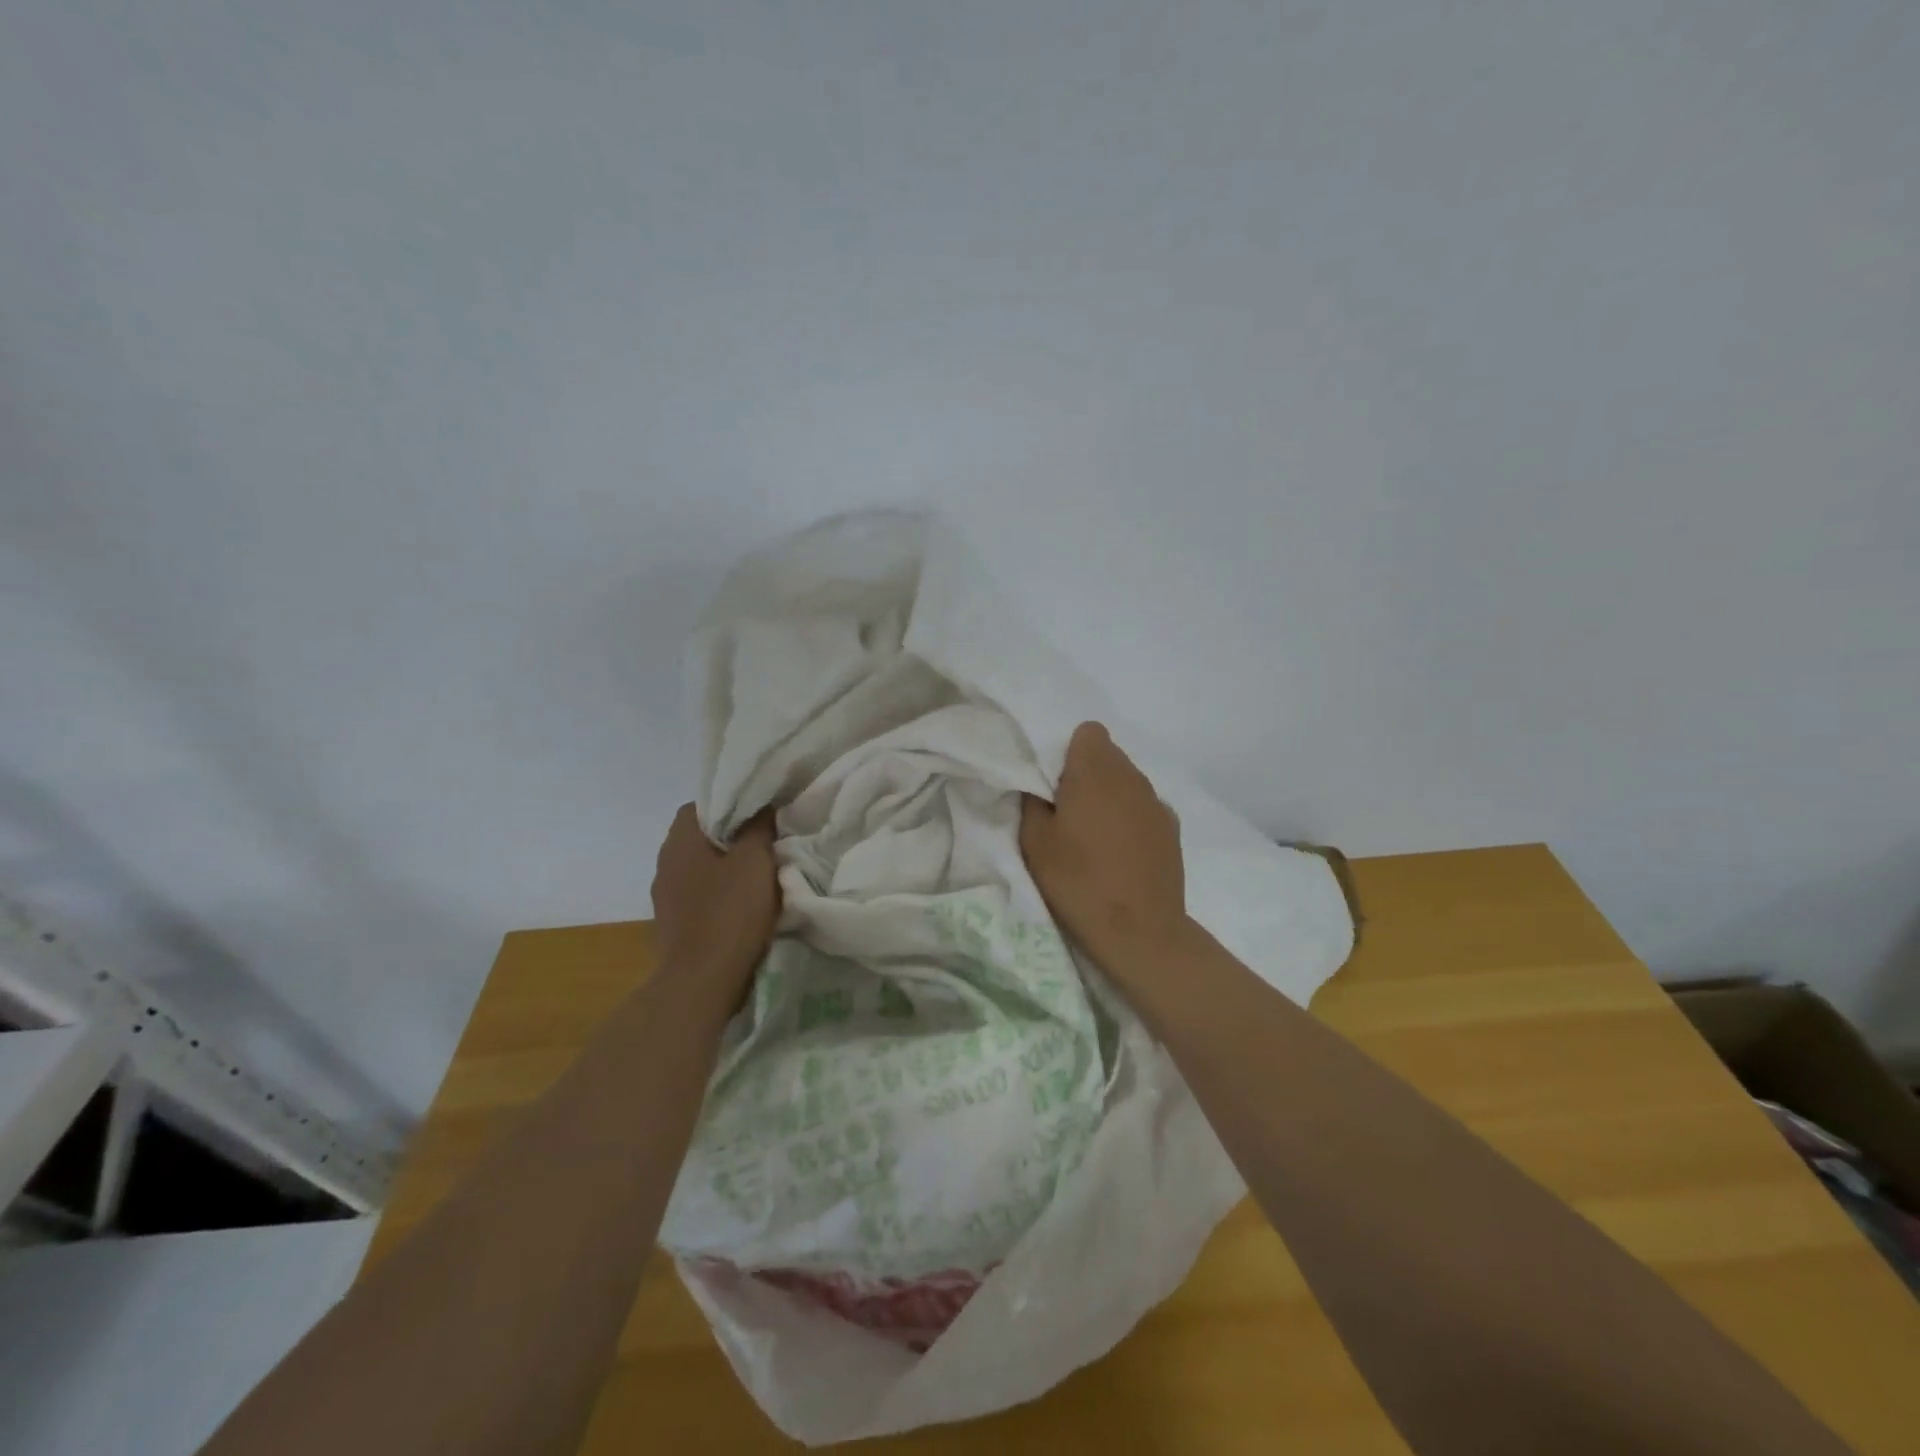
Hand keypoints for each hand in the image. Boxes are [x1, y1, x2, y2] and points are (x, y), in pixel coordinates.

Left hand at [651, 804, 779, 997]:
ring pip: (700, 868)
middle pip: (701, 837)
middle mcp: (665, 863)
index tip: (760, 814)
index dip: (732, 804)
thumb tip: (762, 807)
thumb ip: (759, 827)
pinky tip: (743, 906)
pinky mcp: (673, 924)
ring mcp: (665, 896)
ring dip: (726, 869)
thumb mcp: (756, 861)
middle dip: (732, 837)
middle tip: (766, 842)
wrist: (701, 982)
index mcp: (680, 841)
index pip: (701, 805)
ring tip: (759, 875)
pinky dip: (719, 895)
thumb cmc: (730, 913)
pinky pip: (699, 896)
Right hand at [1019, 722, 1189, 983]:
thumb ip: (1032, 802)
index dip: (1069, 752)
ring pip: (1127, 782)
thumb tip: (1040, 787)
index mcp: (1096, 771)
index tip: (1055, 785)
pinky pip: (1144, 808)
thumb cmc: (1078, 882)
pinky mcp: (1172, 829)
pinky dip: (1130, 819)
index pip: (1088, 732)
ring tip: (1094, 837)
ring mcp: (1157, 802)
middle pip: (1108, 755)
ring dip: (1109, 796)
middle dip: (1087, 774)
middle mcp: (1132, 776)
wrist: (1140, 932)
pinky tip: (1121, 853)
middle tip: (1067, 813)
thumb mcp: (1034, 842)